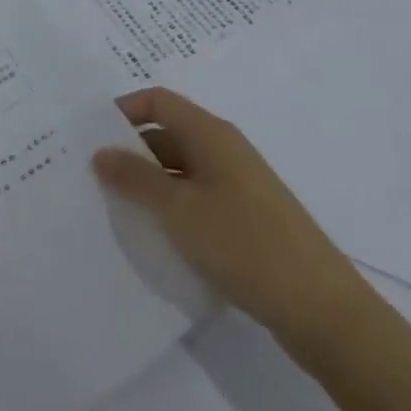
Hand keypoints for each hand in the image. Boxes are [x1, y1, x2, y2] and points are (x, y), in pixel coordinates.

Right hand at [93, 86, 362, 341]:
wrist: (321, 309)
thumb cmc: (245, 245)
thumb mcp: (180, 210)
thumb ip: (136, 178)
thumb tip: (100, 151)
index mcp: (211, 134)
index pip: (158, 101)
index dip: (123, 110)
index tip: (89, 136)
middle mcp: (225, 150)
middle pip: (168, 134)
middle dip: (130, 152)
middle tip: (92, 178)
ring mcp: (239, 186)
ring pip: (181, 171)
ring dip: (149, 184)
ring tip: (114, 210)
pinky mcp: (246, 219)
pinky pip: (197, 199)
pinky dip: (172, 209)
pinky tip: (154, 237)